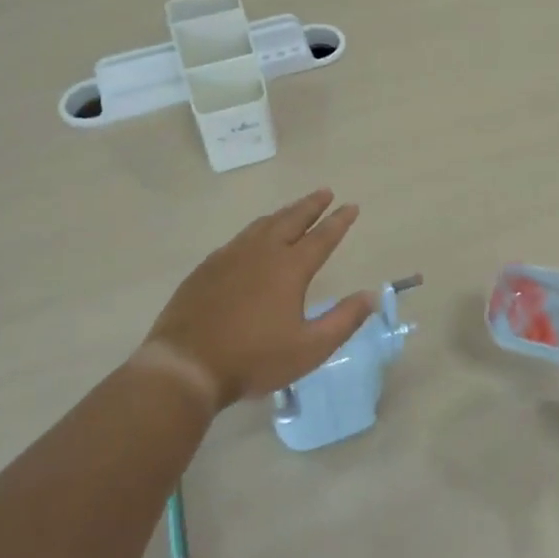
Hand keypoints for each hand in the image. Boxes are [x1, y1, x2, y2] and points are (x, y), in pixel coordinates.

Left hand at [133, 190, 374, 409]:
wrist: (187, 365)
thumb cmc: (254, 359)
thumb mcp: (309, 348)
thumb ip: (343, 320)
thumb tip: (371, 295)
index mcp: (289, 268)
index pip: (321, 237)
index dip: (339, 221)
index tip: (351, 206)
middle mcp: (262, 252)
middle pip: (291, 219)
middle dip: (311, 205)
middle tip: (325, 192)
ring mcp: (231, 256)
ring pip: (263, 224)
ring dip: (284, 213)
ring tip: (295, 208)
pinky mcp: (208, 267)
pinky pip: (240, 237)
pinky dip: (257, 229)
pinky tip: (255, 237)